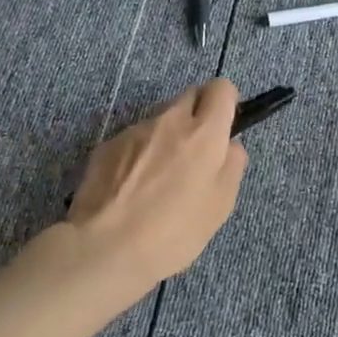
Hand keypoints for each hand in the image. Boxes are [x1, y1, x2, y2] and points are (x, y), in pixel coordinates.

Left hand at [68, 80, 248, 289]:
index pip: (222, 88)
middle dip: (197, 116)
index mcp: (204, 132)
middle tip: (195, 155)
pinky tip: (132, 188)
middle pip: (190, 97)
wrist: (105, 248)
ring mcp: (134, 131)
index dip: (226, 104)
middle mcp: (169, 120)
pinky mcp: (106, 146)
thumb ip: (232, 165)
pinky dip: (139, 154)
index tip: (223, 129)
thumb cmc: (174, 231)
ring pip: (160, 120)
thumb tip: (229, 146)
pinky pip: (133, 139)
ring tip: (158, 180)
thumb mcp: (221, 205)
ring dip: (166, 137)